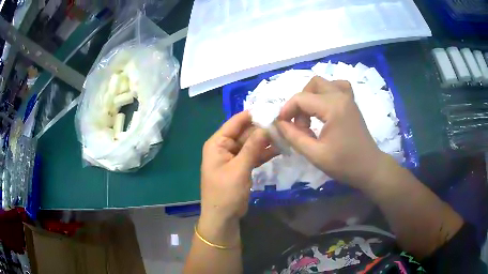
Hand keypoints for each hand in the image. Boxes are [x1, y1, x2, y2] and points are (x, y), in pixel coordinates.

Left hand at [200, 111, 275, 221]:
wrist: (223, 217)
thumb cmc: (226, 193)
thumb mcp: (239, 169)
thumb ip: (252, 147)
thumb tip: (266, 127)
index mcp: (217, 143)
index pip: (235, 123)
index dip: (252, 115)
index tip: (271, 109)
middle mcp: (224, 147)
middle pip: (245, 132)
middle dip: (262, 129)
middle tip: (283, 123)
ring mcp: (234, 157)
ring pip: (251, 144)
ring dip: (265, 141)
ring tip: (285, 135)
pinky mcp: (241, 166)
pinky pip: (253, 155)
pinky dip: (264, 153)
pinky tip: (280, 148)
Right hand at [277, 76, 390, 188]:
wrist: (370, 168)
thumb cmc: (344, 164)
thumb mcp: (315, 154)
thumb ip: (294, 137)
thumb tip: (278, 123)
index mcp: (333, 107)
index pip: (301, 98)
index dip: (286, 110)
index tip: (282, 126)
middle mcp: (341, 96)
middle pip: (312, 85)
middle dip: (300, 102)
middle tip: (300, 123)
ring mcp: (348, 98)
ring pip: (323, 83)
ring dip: (312, 96)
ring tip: (311, 115)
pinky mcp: (352, 103)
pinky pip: (337, 86)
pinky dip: (326, 92)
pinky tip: (325, 107)